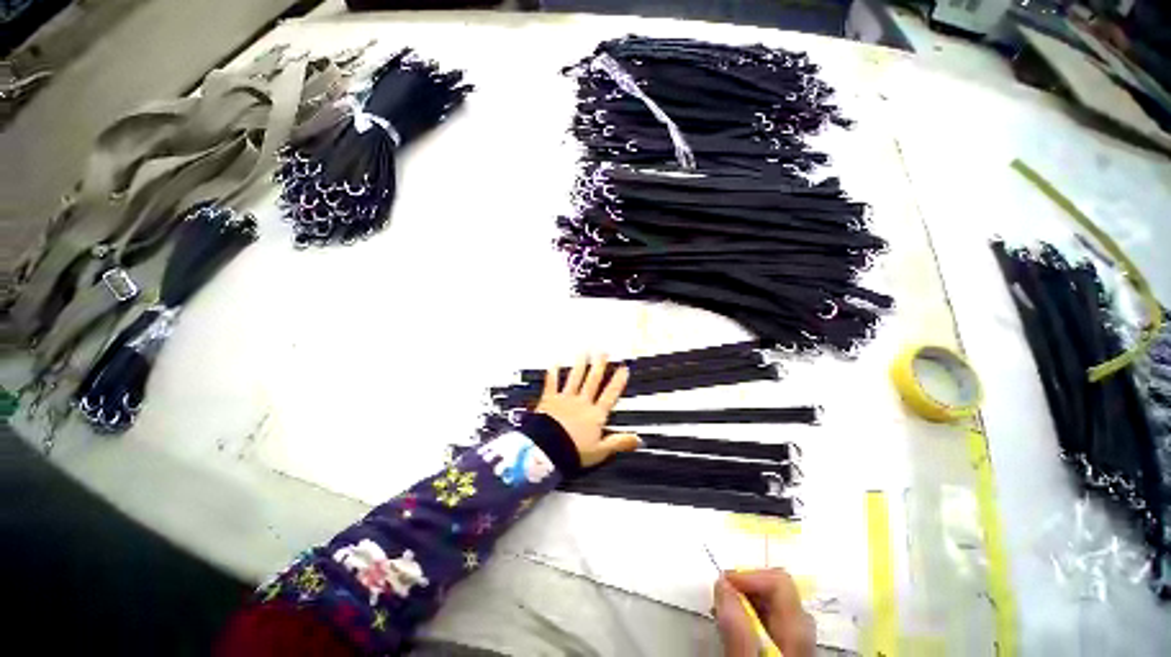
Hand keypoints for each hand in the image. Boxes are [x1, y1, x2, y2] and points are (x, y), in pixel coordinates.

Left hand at [535, 354, 640, 466]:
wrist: (547, 450)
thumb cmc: (573, 452)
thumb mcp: (601, 451)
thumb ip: (619, 442)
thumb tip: (639, 440)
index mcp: (595, 414)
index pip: (610, 394)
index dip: (617, 381)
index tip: (623, 368)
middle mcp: (582, 402)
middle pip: (592, 381)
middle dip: (599, 366)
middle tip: (603, 352)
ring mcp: (565, 399)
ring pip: (575, 378)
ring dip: (580, 365)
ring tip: (584, 352)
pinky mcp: (549, 400)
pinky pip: (552, 384)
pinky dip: (553, 374)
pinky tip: (555, 363)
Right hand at [714, 568, 814, 656]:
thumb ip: (738, 626)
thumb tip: (722, 584)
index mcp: (798, 629)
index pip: (778, 580)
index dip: (748, 575)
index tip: (722, 584)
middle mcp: (803, 628)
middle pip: (775, 588)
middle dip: (744, 585)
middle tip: (720, 597)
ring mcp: (799, 639)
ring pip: (772, 602)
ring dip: (744, 599)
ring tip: (722, 610)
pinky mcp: (791, 647)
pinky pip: (771, 618)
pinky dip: (750, 614)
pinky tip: (735, 625)